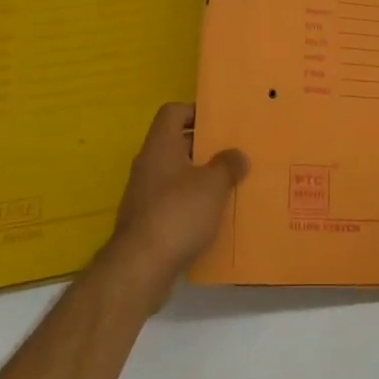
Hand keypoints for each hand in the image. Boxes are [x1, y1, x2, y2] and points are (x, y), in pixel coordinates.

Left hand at [105, 104, 247, 306]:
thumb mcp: (214, 184)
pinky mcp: (144, 222)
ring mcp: (143, 194)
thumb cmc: (178, 212)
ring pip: (174, 176)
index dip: (194, 111)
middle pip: (175, 144)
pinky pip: (170, 203)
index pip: (172, 112)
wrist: (141, 266)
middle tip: (230, 154)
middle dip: (202, 148)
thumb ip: (228, 165)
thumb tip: (237, 155)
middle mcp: (147, 164)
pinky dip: (188, 206)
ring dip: (197, 179)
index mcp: (160, 145)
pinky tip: (210, 219)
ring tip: (226, 187)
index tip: (218, 123)